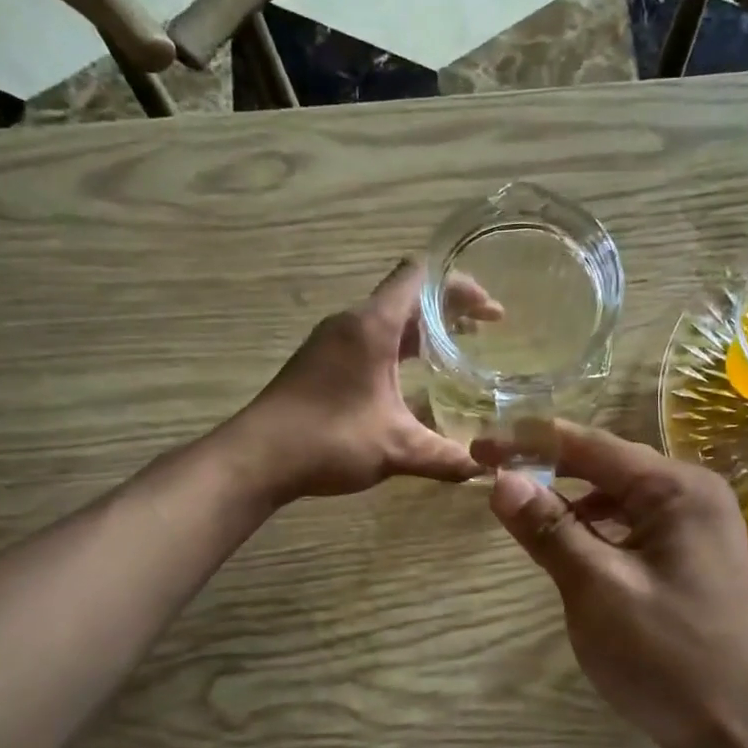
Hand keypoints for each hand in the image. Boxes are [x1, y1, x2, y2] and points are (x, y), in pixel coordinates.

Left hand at [231, 259, 497, 501]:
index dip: (460, 285)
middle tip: (486, 330)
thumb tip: (483, 469)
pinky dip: (400, 348)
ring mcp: (333, 341)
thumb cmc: (328, 439)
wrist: (257, 458)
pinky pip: (371, 339)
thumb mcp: (396, 448)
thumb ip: (445, 457)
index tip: (490, 310)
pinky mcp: (322, 361)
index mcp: (372, 326)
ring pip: (388, 319)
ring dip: (424, 330)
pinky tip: (416, 380)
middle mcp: (352, 323)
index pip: (421, 277)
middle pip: (408, 295)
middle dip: (449, 308)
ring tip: (459, 350)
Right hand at [473, 423, 747, 747]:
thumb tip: (502, 479)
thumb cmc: (667, 658)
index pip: (589, 446)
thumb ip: (549, 529)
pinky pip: (633, 521)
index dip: (528, 442)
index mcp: (678, 489)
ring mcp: (698, 524)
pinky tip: (572, 538)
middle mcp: (693, 493)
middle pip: (606, 463)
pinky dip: (596, 523)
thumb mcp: (597, 589)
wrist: (738, 733)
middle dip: (548, 464)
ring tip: (523, 501)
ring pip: (619, 493)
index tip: (478, 449)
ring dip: (570, 494)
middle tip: (491, 469)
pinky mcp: (692, 554)